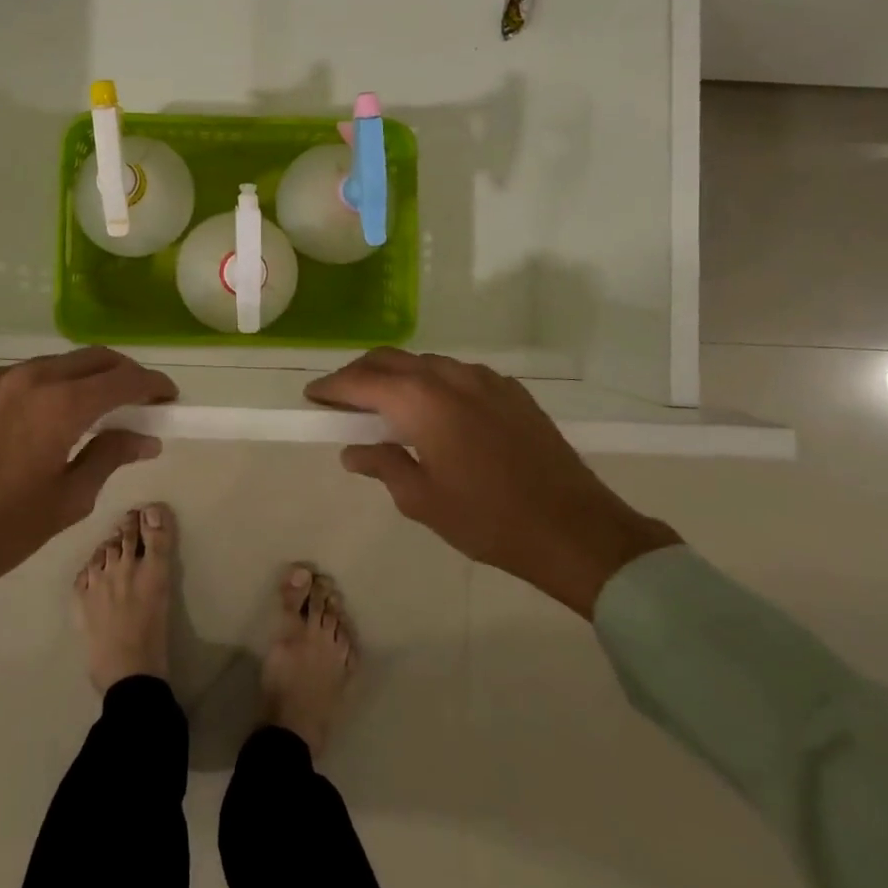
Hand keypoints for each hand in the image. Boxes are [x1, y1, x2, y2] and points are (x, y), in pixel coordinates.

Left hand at [0, 348, 176, 620]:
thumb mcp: (66, 501)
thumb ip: (109, 457)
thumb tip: (145, 438)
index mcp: (60, 406)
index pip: (122, 379)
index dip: (152, 384)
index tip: (169, 397)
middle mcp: (32, 379)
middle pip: (94, 358)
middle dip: (125, 373)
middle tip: (142, 399)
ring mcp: (0, 380)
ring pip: (61, 362)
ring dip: (90, 375)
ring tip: (103, 405)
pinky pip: (31, 373)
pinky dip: (56, 381)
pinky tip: (58, 409)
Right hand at [305, 349, 680, 618]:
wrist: (576, 529)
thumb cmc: (489, 520)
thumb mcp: (423, 500)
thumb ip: (384, 465)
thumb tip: (354, 450)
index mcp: (421, 402)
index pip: (361, 381)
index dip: (332, 387)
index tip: (312, 397)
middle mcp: (449, 377)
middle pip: (389, 359)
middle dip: (359, 373)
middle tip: (341, 398)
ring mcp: (484, 379)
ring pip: (424, 362)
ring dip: (396, 375)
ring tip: (384, 404)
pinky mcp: (510, 390)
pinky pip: (457, 373)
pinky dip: (431, 381)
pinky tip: (434, 410)